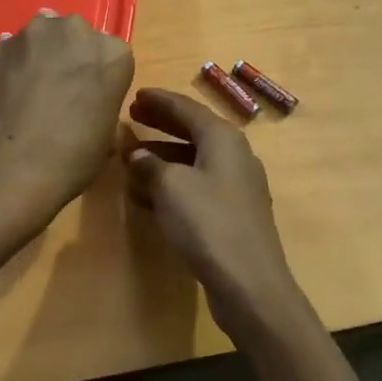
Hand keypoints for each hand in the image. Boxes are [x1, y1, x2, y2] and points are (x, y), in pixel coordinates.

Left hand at [0, 11, 134, 237]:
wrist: (9, 166)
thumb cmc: (71, 158)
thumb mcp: (106, 136)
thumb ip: (102, 104)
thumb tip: (87, 104)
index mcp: (113, 54)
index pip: (113, 54)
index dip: (100, 75)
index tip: (91, 94)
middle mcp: (77, 31)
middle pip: (78, 34)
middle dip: (71, 54)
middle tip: (61, 86)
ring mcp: (35, 34)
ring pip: (44, 33)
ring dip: (42, 51)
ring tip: (31, 84)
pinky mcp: (1, 44)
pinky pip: (14, 48)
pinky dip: (15, 61)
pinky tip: (9, 87)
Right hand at [126, 88, 311, 344]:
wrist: (250, 284)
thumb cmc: (208, 223)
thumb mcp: (171, 187)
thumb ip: (150, 165)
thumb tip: (137, 154)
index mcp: (223, 138)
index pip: (187, 108)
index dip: (159, 101)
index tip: (135, 95)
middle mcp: (234, 155)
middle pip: (192, 130)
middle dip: (161, 124)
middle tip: (132, 117)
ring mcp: (236, 187)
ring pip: (193, 160)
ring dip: (163, 157)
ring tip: (131, 158)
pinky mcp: (233, 214)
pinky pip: (197, 186)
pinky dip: (172, 184)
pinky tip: (147, 195)